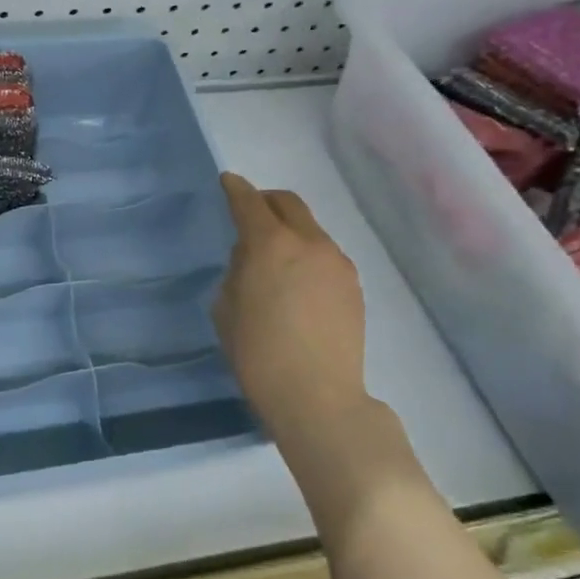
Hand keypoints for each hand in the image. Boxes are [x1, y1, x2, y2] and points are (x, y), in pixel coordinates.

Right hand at [214, 173, 372, 451]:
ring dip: (289, 230)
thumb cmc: (257, 354)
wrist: (317, 396)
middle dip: (266, 201)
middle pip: (288, 203)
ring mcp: (337, 263)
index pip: (249, 202)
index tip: (227, 182)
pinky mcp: (353, 285)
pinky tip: (297, 284)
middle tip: (250, 213)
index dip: (235, 189)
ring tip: (274, 258)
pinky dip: (307, 254)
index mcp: (270, 245)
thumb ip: (237, 271)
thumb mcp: (226, 309)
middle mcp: (309, 243)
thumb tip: (252, 258)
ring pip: (310, 229)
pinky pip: (325, 255)